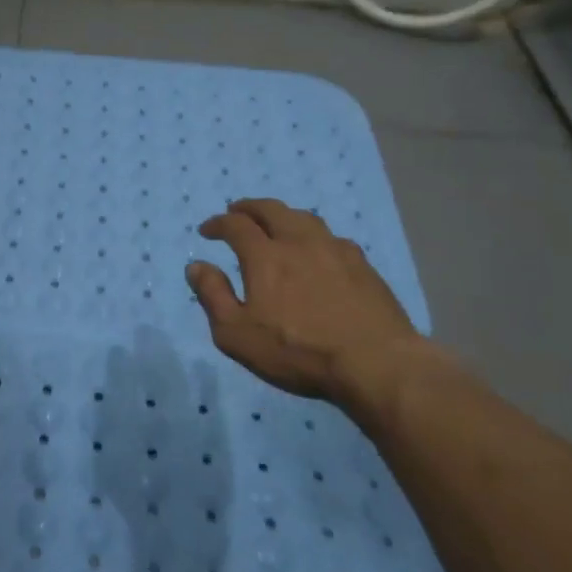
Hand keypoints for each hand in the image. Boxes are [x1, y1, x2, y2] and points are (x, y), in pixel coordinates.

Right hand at [186, 198, 421, 403]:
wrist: (375, 364)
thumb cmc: (297, 351)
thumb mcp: (237, 334)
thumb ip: (213, 296)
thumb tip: (196, 266)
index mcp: (265, 256)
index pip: (236, 225)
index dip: (218, 224)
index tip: (207, 230)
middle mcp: (299, 242)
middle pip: (271, 210)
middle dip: (249, 208)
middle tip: (237, 212)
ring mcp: (335, 251)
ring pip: (304, 218)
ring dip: (283, 216)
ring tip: (276, 225)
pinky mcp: (363, 266)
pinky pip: (332, 238)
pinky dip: (313, 236)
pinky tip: (317, 250)